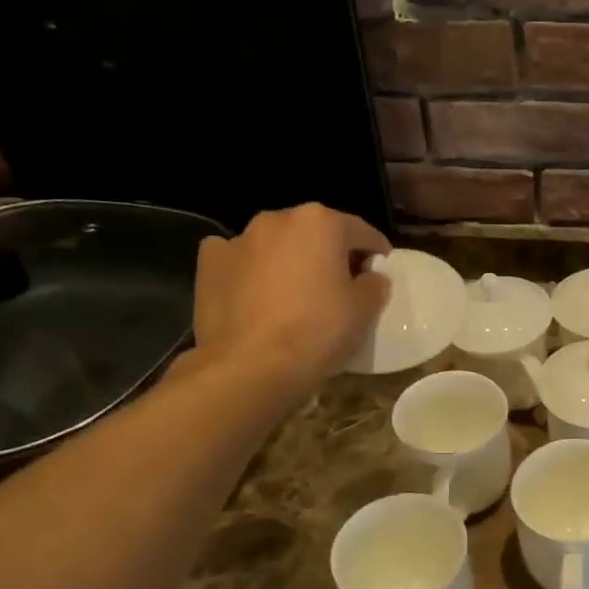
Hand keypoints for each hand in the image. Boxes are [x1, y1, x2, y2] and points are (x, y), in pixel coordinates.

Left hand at [188, 203, 390, 402]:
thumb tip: (370, 277)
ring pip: (276, 245)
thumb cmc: (317, 332)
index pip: (361, 231)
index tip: (380, 270)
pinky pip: (239, 261)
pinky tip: (255, 296)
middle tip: (339, 285)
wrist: (249, 368)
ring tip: (295, 294)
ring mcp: (238, 239)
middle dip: (329, 253)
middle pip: (315, 232)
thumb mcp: (364, 311)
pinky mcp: (208, 264)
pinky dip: (250, 271)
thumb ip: (374, 285)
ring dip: (289, 260)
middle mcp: (278, 219)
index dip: (376, 251)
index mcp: (321, 222)